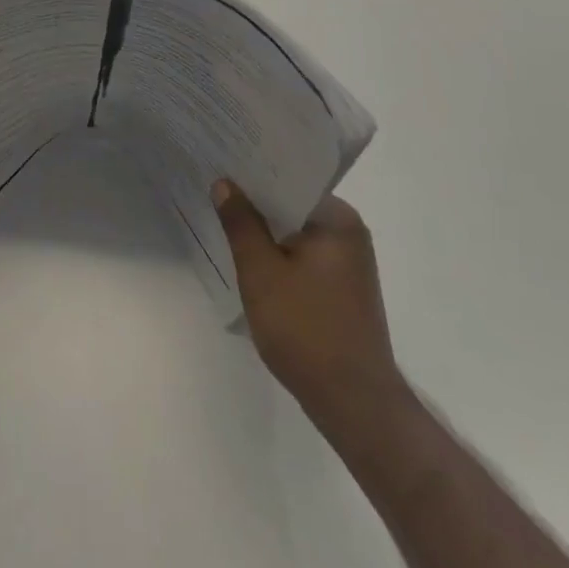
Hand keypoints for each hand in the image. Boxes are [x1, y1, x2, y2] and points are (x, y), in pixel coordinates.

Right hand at [211, 181, 401, 430]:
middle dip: (255, 201)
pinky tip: (249, 258)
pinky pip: (303, 255)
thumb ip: (241, 223)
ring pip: (295, 232)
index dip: (251, 171)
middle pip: (292, 205)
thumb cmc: (306, 329)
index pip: (288, 179)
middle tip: (214, 188)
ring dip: (265, 230)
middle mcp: (349, 233)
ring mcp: (349, 263)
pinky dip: (278, 253)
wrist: (354, 405)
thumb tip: (225, 183)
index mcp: (337, 219)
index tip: (220, 162)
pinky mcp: (343, 289)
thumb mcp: (260, 271)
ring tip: (224, 217)